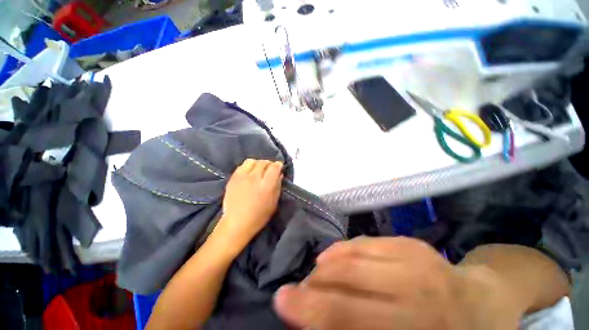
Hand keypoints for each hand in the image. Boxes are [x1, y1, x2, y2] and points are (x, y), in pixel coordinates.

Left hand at [213, 159, 282, 253]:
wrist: (237, 222)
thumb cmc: (259, 216)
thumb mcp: (274, 203)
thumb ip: (278, 186)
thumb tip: (279, 174)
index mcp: (267, 185)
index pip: (274, 167)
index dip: (278, 165)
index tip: (279, 167)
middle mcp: (255, 178)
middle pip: (264, 163)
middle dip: (269, 164)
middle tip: (270, 169)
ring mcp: (242, 177)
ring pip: (252, 161)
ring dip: (258, 163)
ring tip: (259, 169)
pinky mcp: (233, 178)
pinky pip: (242, 165)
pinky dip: (248, 166)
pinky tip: (249, 172)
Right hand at [273, 237, 524, 329]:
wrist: (486, 303)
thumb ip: (360, 329)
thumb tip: (320, 321)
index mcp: (420, 329)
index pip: (350, 318)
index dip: (311, 309)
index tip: (282, 301)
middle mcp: (419, 293)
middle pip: (349, 280)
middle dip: (313, 284)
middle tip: (296, 289)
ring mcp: (418, 260)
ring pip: (354, 254)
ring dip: (327, 265)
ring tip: (315, 275)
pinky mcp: (412, 243)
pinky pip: (366, 242)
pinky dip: (343, 249)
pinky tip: (334, 257)